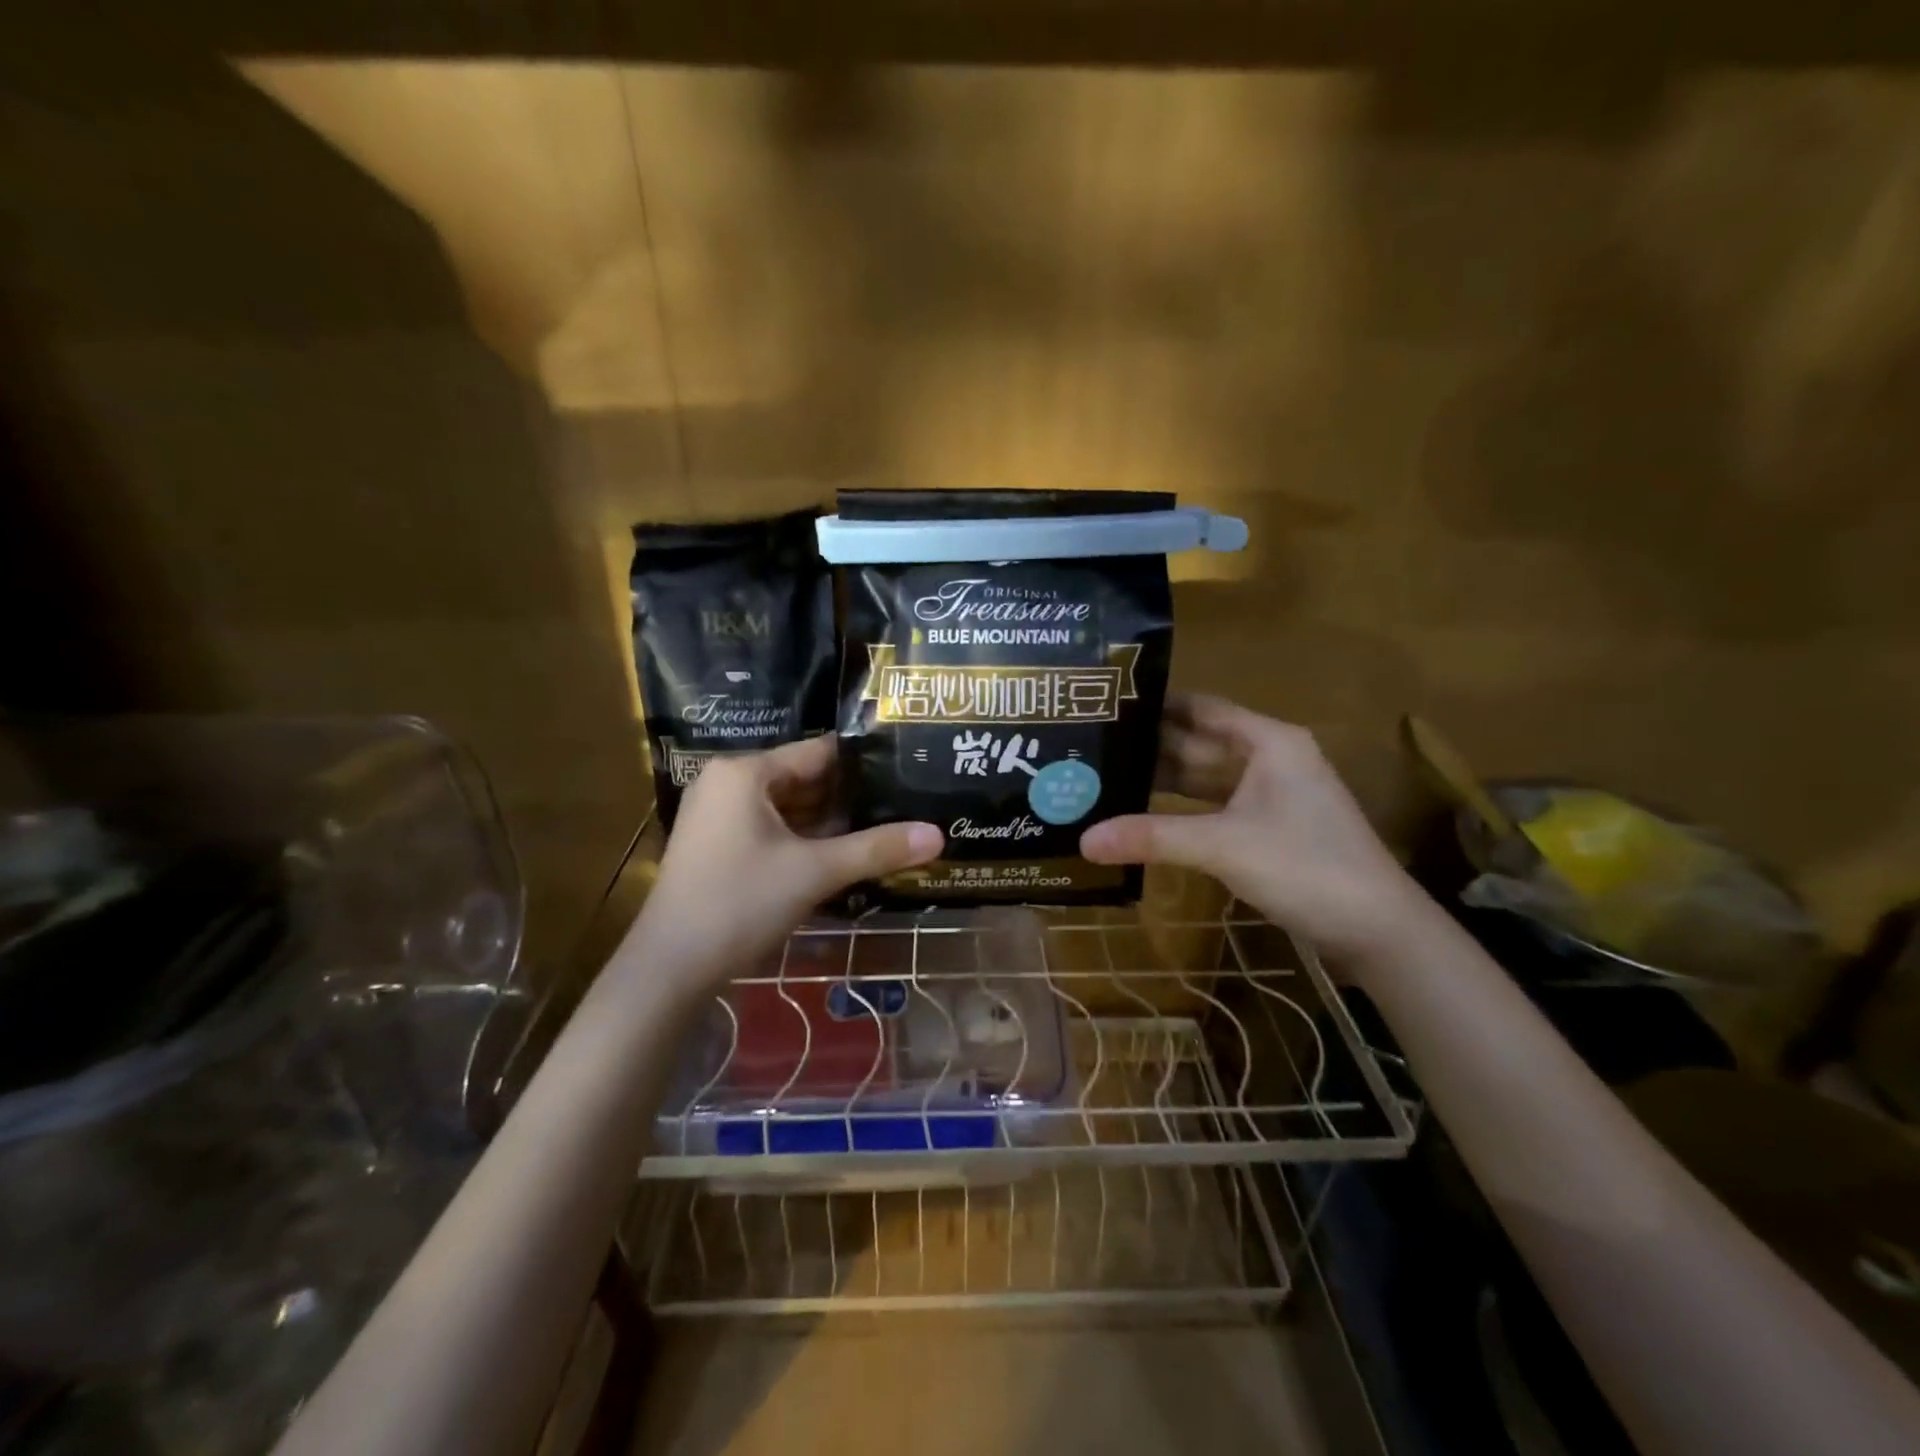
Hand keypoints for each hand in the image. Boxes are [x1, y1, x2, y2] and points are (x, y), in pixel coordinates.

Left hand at [633, 736, 941, 991]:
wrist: (669, 969)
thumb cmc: (740, 903)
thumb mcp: (815, 872)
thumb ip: (877, 849)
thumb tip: (938, 835)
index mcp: (744, 772)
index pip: (818, 752)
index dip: (864, 763)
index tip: (906, 770)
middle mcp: (727, 783)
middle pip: (803, 779)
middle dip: (850, 797)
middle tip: (904, 803)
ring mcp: (717, 816)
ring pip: (788, 808)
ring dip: (829, 822)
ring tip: (884, 826)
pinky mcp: (716, 846)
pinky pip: (771, 829)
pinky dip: (804, 840)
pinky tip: (843, 853)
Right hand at [1080, 695, 1426, 961]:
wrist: (1377, 929)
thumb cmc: (1305, 866)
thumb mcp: (1223, 845)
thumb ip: (1152, 837)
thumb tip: (1083, 840)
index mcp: (1268, 742)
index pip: (1201, 708)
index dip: (1156, 704)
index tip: (1106, 704)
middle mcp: (1270, 759)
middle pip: (1199, 742)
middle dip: (1150, 745)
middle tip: (1092, 746)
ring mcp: (1271, 796)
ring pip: (1205, 777)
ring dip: (1162, 779)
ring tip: (1106, 777)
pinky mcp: (1268, 829)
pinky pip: (1214, 807)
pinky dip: (1181, 810)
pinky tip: (1143, 815)